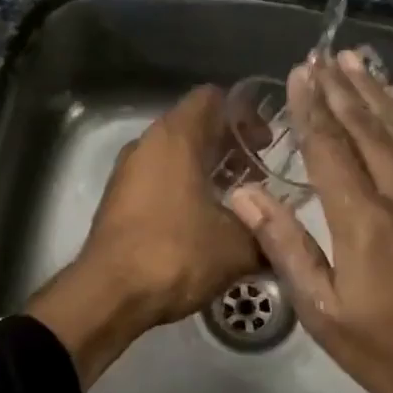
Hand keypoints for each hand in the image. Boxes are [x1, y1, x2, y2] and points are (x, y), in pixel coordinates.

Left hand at [28, 85, 261, 388]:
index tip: (265, 143)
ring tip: (236, 200)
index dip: (244, 114)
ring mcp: (128, 171)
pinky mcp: (118, 199)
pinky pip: (158, 178)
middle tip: (258, 174)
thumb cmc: (175, 254)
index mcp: (176, 137)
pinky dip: (184, 187)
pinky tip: (205, 221)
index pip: (213, 98)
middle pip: (194, 125)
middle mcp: (147, 144)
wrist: (109, 294)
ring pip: (175, 153)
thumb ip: (267, 233)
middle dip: (229, 145)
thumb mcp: (237, 247)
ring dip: (207, 168)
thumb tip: (283, 237)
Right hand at [226, 50, 392, 392]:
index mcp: (363, 220)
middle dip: (340, 88)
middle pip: (366, 126)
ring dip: (375, 90)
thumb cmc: (390, 348)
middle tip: (320, 57)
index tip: (298, 75)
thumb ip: (286, 246)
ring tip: (354, 61)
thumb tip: (243, 196)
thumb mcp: (323, 312)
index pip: (329, 147)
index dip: (311, 108)